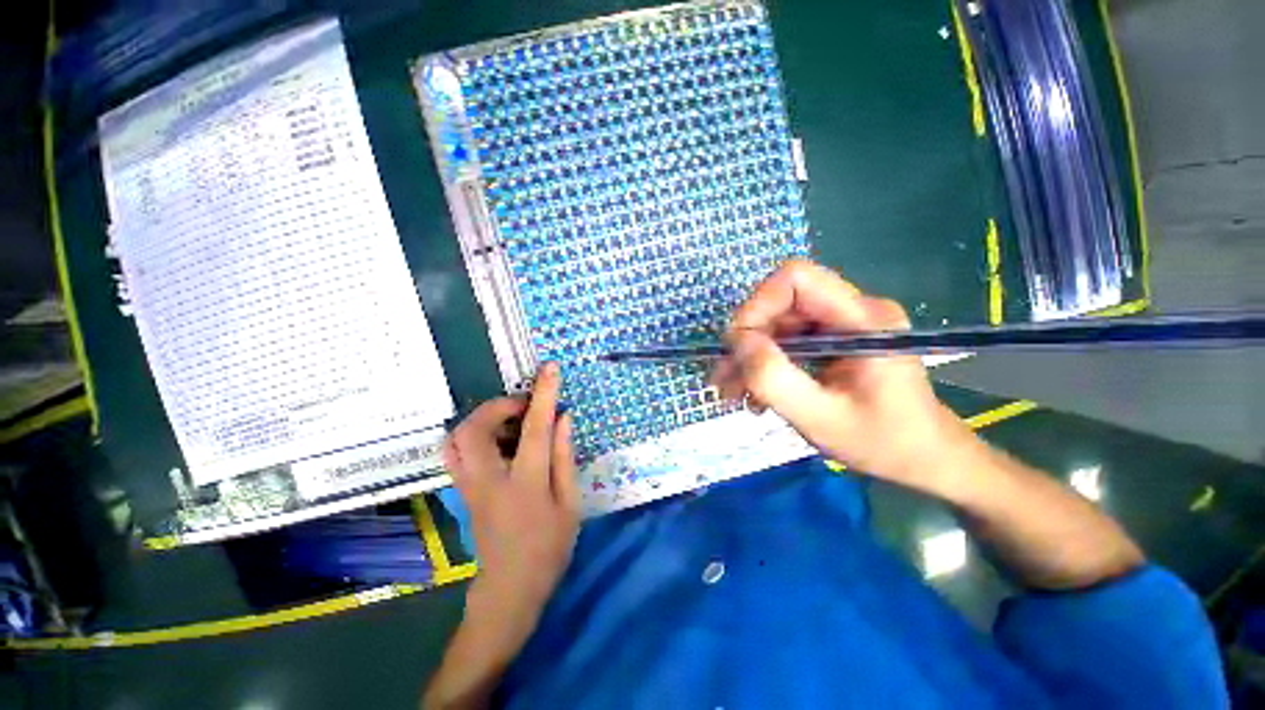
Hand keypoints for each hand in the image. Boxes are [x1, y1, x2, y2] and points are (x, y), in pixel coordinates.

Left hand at [444, 362, 579, 631]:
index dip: (544, 394)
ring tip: (511, 420)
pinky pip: (455, 450)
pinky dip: (473, 432)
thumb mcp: (570, 503)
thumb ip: (565, 456)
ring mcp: (468, 485)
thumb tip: (563, 417)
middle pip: (475, 428)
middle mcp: (488, 480)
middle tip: (525, 407)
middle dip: (499, 405)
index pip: (534, 428)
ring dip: (483, 417)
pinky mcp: (462, 490)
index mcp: (525, 483)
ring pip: (456, 437)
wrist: (510, 589)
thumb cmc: (549, 547)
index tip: (550, 368)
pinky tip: (498, 439)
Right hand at [710, 260, 971, 486]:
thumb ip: (774, 378)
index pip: (795, 278)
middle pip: (781, 303)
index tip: (736, 347)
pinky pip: (788, 340)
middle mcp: (853, 311)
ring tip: (734, 393)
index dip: (756, 305)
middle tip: (724, 379)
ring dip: (751, 357)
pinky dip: (766, 364)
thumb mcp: (820, 417)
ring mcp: (844, 325)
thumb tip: (737, 342)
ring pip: (779, 324)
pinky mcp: (835, 340)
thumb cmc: (883, 442)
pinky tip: (757, 393)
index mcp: (862, 319)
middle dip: (747, 341)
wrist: (926, 460)